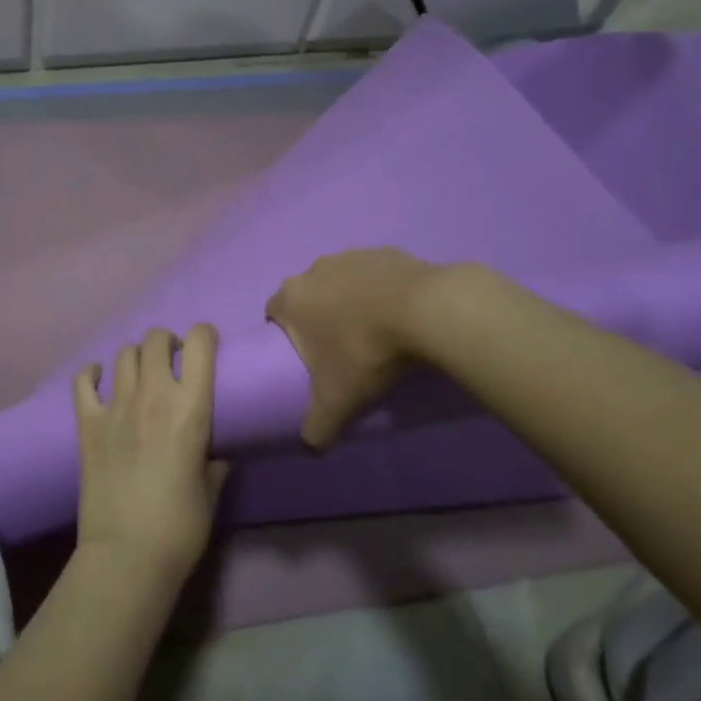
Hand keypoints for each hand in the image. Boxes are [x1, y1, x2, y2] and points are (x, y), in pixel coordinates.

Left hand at [72, 326, 228, 586]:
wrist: (126, 555)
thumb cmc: (180, 527)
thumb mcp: (211, 492)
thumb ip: (214, 464)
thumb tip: (215, 454)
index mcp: (191, 408)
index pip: (200, 344)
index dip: (205, 336)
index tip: (207, 347)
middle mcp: (153, 396)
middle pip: (156, 339)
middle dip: (167, 342)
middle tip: (172, 362)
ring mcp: (116, 406)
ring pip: (124, 354)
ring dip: (136, 357)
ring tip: (141, 374)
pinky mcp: (87, 423)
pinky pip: (83, 381)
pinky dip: (92, 373)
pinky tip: (99, 379)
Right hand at [265, 248, 440, 448]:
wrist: (427, 311)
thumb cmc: (366, 352)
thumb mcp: (337, 401)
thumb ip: (317, 427)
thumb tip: (310, 448)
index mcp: (292, 298)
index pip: (273, 313)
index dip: (284, 334)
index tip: (306, 357)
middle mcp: (314, 270)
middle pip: (307, 295)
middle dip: (318, 317)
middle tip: (340, 348)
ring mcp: (351, 256)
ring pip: (340, 281)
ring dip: (349, 301)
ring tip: (374, 331)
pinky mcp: (386, 252)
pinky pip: (374, 274)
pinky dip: (380, 290)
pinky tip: (400, 314)